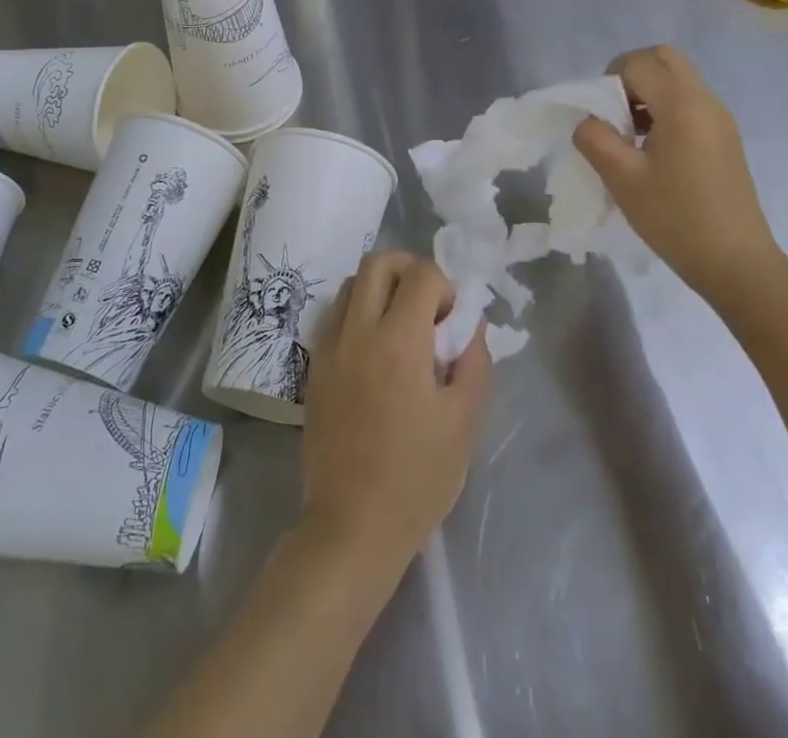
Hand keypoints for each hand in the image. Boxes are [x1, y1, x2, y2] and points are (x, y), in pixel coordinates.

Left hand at [301, 251, 491, 565]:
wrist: (352, 526)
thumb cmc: (417, 477)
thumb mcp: (464, 421)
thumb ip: (474, 361)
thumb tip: (470, 325)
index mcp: (399, 340)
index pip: (422, 274)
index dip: (444, 287)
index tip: (450, 324)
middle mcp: (358, 330)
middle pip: (378, 262)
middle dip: (409, 270)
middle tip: (427, 307)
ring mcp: (330, 346)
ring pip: (352, 283)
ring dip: (380, 288)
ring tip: (399, 327)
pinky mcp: (314, 366)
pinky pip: (335, 315)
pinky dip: (357, 313)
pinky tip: (374, 350)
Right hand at [573, 45, 786, 307]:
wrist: (736, 262)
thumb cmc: (676, 218)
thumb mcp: (622, 179)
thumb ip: (595, 139)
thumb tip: (588, 122)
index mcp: (682, 105)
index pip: (638, 63)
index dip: (609, 81)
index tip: (601, 118)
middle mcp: (705, 100)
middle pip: (663, 57)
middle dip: (630, 74)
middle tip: (614, 112)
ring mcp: (720, 118)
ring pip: (678, 78)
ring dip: (648, 92)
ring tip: (630, 135)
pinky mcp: (725, 136)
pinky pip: (690, 101)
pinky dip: (665, 108)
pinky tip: (653, 150)